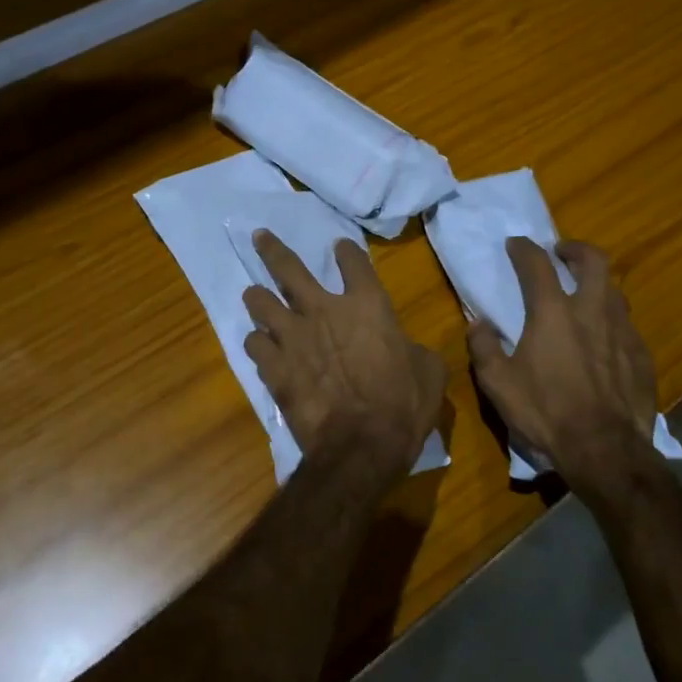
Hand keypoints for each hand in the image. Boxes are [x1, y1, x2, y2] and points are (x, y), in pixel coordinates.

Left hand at [242, 232, 445, 480]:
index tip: (339, 247)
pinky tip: (259, 346)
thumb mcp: (428, 371)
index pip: (354, 262)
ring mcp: (293, 336)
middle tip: (259, 237)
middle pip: (288, 268)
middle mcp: (324, 310)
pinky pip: (254, 343)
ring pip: (260, 302)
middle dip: (272, 249)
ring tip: (253, 294)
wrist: (362, 445)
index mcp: (368, 306)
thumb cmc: (403, 406)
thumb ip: (411, 348)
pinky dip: (257, 343)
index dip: (346, 252)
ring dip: (257, 297)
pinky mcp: (274, 366)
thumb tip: (404, 349)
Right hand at [467, 237, 658, 481]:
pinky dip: (612, 321)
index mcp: (553, 313)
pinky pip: (627, 325)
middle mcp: (592, 311)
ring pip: (614, 291)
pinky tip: (604, 340)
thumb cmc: (545, 412)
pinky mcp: (642, 356)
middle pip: (593, 261)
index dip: (524, 249)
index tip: (516, 244)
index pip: (537, 264)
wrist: (604, 449)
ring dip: (597, 284)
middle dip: (576, 250)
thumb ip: (484, 347)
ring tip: (584, 295)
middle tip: (562, 254)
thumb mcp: (498, 383)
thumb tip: (478, 324)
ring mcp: (622, 332)